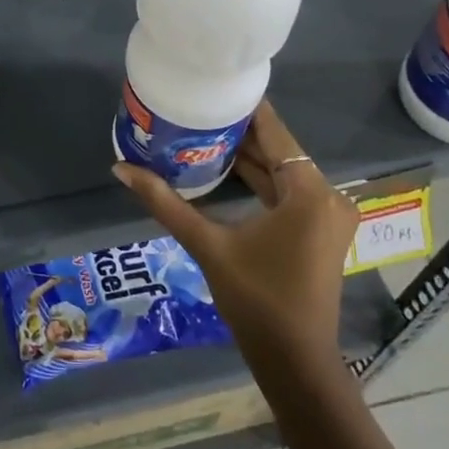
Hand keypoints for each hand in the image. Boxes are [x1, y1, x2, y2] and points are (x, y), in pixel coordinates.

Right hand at [114, 99, 356, 363]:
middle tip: (197, 109)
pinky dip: (260, 181)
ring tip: (203, 132)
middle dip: (240, 132)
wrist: (295, 362)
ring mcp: (327, 216)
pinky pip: (288, 192)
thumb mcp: (208, 245)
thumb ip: (165, 203)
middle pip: (279, 150)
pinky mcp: (320, 232)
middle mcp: (327, 196)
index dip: (246, 108)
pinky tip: (225, 169)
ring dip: (248, 157)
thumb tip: (120, 168)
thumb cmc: (256, 300)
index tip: (213, 86)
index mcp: (309, 192)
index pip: (275, 133)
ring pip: (283, 172)